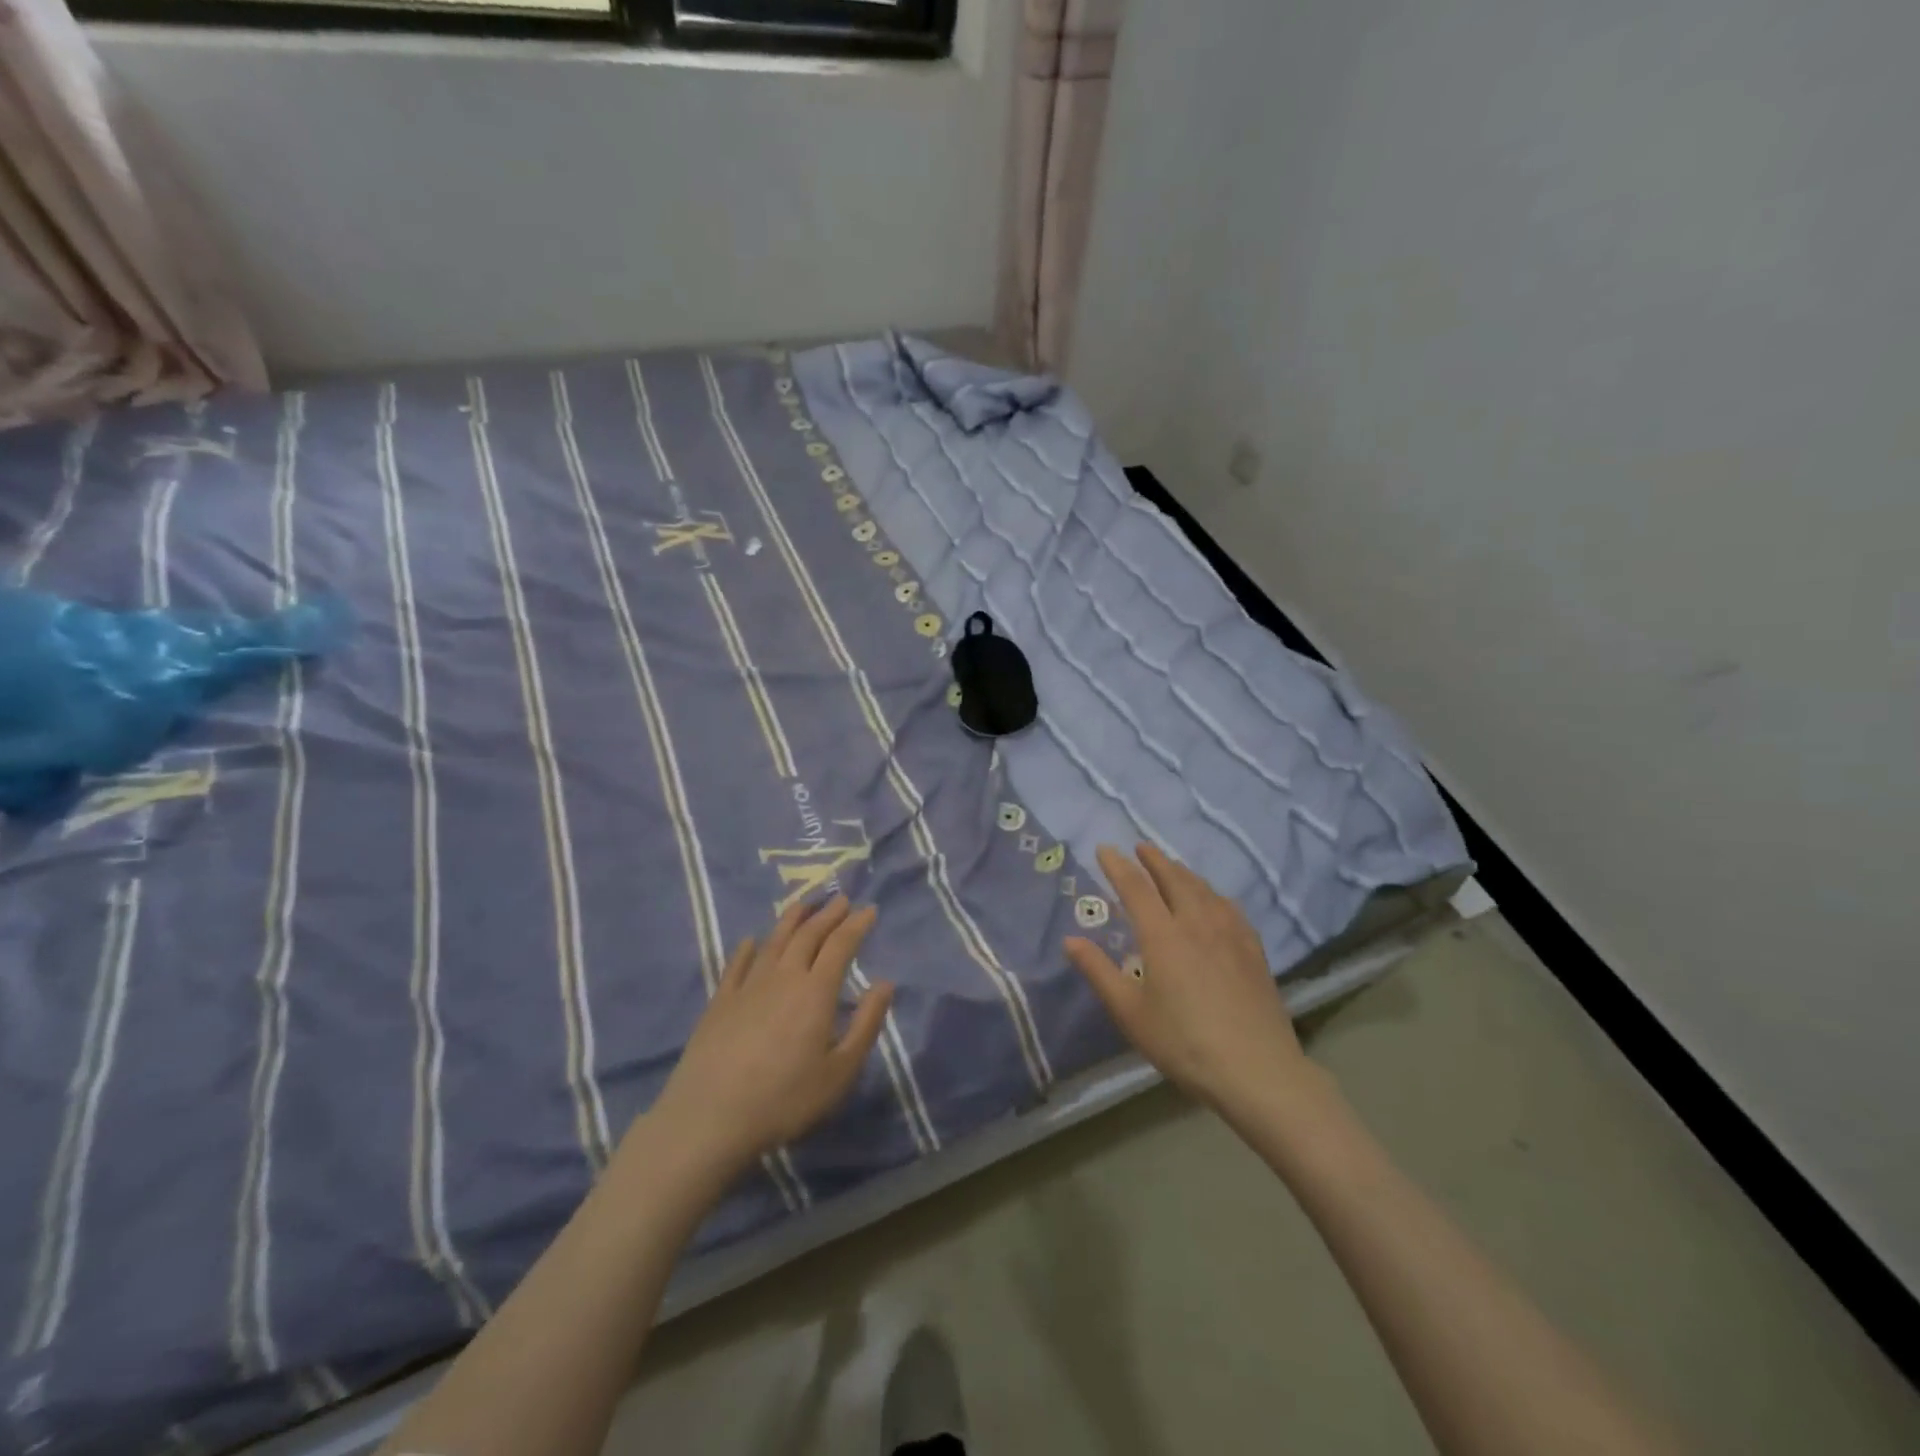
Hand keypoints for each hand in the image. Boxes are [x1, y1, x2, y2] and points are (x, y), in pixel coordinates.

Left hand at [643, 897, 892, 1183]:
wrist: (711, 1117)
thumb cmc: (785, 1098)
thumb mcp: (840, 1071)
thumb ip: (865, 1023)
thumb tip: (885, 983)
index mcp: (816, 991)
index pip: (840, 945)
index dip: (856, 925)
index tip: (869, 909)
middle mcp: (783, 977)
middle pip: (808, 935)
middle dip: (827, 914)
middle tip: (841, 899)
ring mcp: (748, 986)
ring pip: (774, 941)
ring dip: (791, 919)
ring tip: (803, 904)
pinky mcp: (720, 1002)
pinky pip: (737, 965)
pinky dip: (747, 949)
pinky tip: (751, 941)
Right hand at [1065, 844, 1308, 1116]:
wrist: (1256, 1070)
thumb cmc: (1183, 1043)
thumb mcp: (1130, 1013)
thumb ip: (1098, 972)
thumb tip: (1070, 940)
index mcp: (1163, 935)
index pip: (1135, 888)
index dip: (1118, 866)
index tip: (1104, 849)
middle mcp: (1196, 923)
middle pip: (1174, 879)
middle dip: (1154, 860)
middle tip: (1140, 846)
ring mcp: (1230, 933)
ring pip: (1203, 889)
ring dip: (1182, 872)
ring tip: (1171, 867)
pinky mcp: (1253, 949)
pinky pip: (1228, 907)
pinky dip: (1212, 893)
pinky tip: (1214, 900)